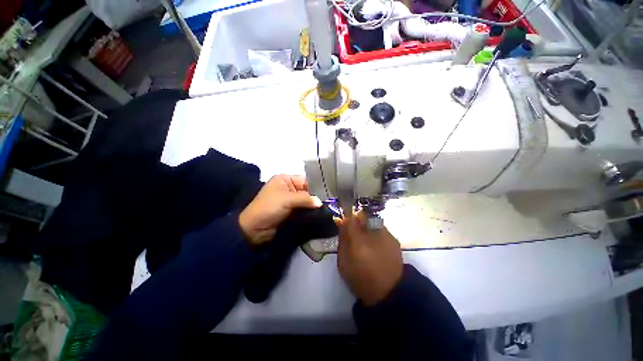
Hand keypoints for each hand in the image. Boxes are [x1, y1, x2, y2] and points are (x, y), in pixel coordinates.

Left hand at [239, 175, 321, 244]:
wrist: (254, 229)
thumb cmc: (269, 208)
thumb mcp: (286, 199)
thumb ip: (305, 199)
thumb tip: (320, 202)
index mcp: (285, 180)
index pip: (304, 180)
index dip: (314, 187)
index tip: (326, 194)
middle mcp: (288, 188)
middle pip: (306, 191)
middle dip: (315, 197)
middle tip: (327, 204)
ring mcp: (289, 201)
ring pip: (305, 201)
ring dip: (312, 206)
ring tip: (325, 210)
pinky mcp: (291, 211)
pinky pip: (302, 209)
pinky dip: (309, 212)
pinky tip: (318, 214)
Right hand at [336, 212, 402, 306]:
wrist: (389, 292)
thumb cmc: (361, 279)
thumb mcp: (343, 262)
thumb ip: (342, 240)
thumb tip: (341, 222)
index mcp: (358, 241)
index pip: (350, 217)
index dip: (346, 215)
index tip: (343, 220)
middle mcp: (372, 234)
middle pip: (362, 215)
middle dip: (356, 219)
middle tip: (354, 229)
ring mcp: (385, 235)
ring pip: (372, 220)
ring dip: (366, 225)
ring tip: (366, 238)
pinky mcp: (394, 239)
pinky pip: (380, 228)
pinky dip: (375, 231)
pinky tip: (376, 243)